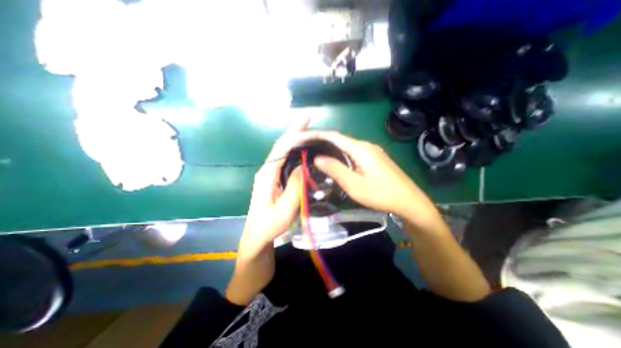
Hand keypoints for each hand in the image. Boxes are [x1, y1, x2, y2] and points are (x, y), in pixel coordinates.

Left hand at [241, 117, 308, 252]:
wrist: (258, 235)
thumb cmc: (270, 224)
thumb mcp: (285, 208)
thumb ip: (295, 186)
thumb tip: (304, 165)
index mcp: (267, 174)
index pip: (281, 147)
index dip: (293, 132)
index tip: (306, 120)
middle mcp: (267, 170)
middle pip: (281, 146)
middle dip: (295, 133)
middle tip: (311, 124)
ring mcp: (270, 174)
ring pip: (283, 153)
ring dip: (295, 142)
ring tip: (310, 135)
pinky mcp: (274, 179)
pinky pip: (285, 162)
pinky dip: (294, 154)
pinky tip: (304, 154)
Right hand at [311, 130, 446, 229]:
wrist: (409, 201)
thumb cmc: (381, 194)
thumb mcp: (355, 185)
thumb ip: (335, 170)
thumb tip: (317, 158)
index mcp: (360, 149)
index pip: (334, 136)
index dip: (317, 135)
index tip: (302, 137)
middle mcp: (366, 145)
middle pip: (340, 139)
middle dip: (322, 141)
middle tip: (307, 147)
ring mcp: (372, 151)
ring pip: (346, 146)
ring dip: (331, 148)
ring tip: (316, 153)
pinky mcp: (375, 158)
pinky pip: (353, 152)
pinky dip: (341, 154)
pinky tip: (335, 161)